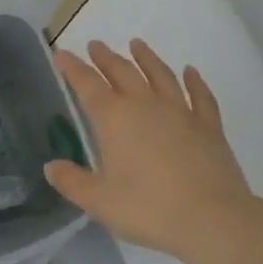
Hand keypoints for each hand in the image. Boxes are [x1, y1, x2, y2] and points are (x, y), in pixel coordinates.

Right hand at [46, 39, 257, 263]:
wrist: (212, 219)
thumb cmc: (149, 209)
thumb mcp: (100, 202)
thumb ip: (73, 182)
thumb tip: (50, 167)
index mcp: (115, 118)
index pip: (87, 85)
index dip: (72, 67)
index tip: (62, 54)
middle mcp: (145, 104)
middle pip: (122, 72)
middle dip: (106, 57)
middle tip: (96, 45)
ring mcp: (180, 111)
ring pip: (160, 74)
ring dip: (146, 58)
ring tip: (137, 44)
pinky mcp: (208, 125)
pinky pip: (200, 96)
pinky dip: (195, 81)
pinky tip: (191, 71)